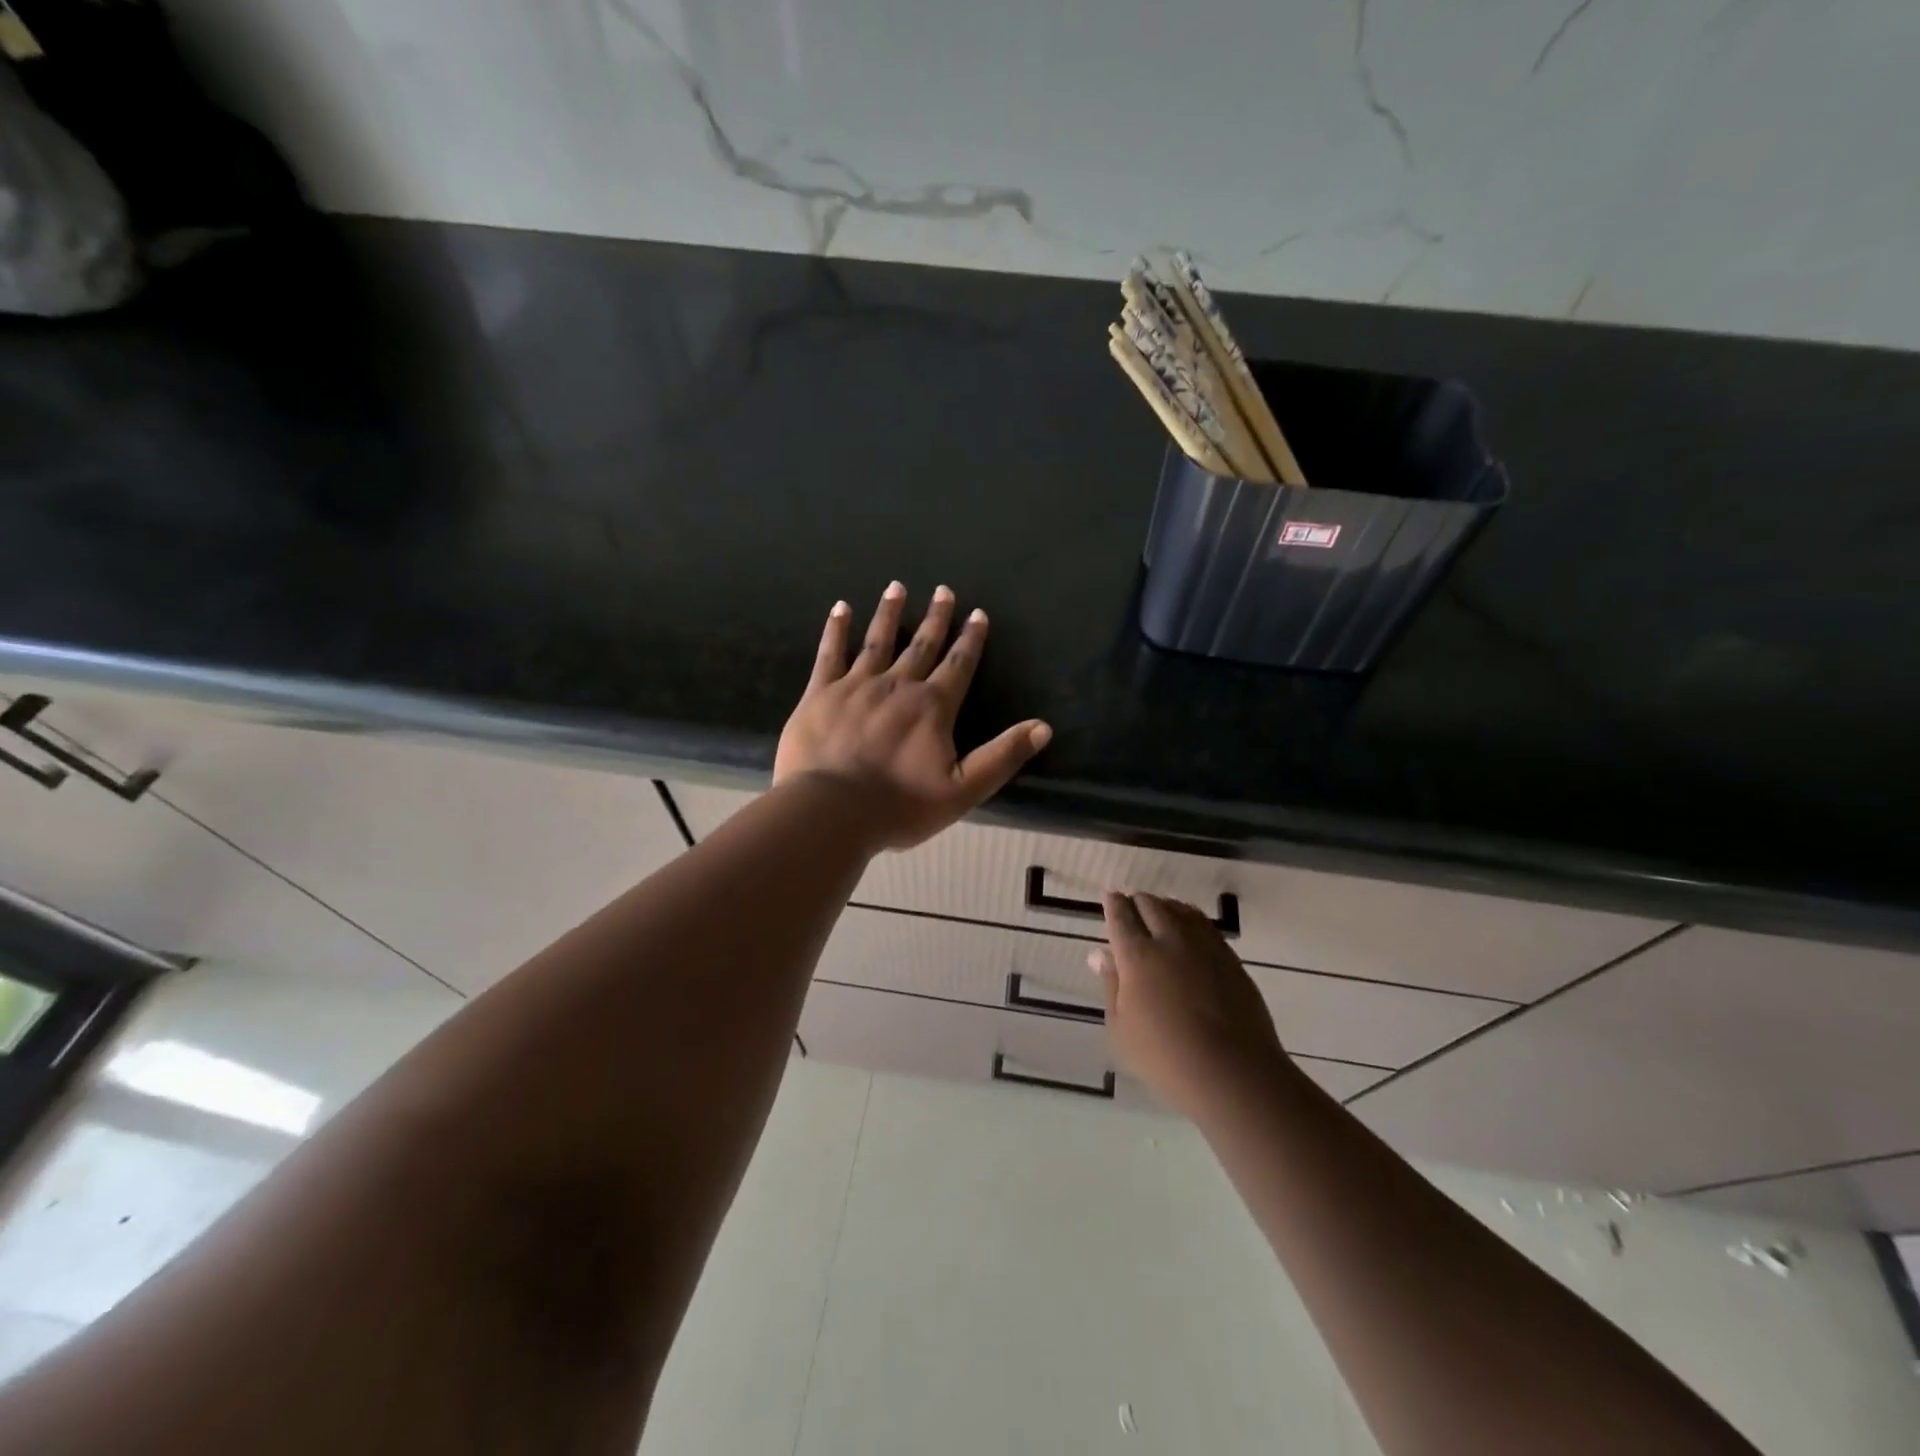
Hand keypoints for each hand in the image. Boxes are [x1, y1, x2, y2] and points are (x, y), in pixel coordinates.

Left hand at [774, 582, 1051, 849]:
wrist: (831, 811)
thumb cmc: (900, 806)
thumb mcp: (963, 790)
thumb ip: (1003, 756)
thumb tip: (1043, 727)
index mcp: (932, 707)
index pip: (958, 665)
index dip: (971, 639)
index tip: (977, 613)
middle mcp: (898, 685)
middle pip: (921, 645)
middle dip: (935, 618)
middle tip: (943, 590)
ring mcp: (856, 685)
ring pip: (877, 641)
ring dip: (889, 613)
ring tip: (896, 587)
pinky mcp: (821, 693)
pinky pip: (831, 653)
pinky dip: (837, 629)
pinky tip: (841, 608)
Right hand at [1090, 893, 1288, 1118]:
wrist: (1233, 1071)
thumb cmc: (1165, 1058)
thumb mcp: (1121, 1029)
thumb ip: (1111, 985)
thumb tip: (1101, 954)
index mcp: (1137, 956)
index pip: (1121, 917)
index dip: (1112, 904)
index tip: (1109, 897)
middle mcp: (1170, 940)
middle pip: (1151, 905)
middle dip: (1137, 902)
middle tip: (1131, 908)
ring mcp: (1204, 946)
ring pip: (1180, 910)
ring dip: (1164, 906)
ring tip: (1159, 912)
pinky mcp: (1230, 958)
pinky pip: (1205, 925)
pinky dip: (1190, 919)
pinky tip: (1189, 929)